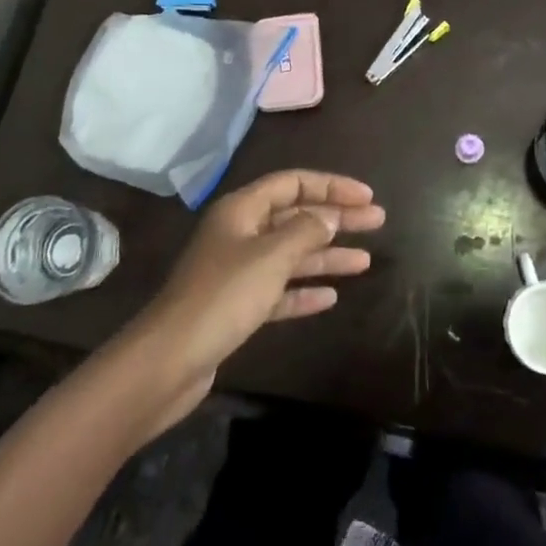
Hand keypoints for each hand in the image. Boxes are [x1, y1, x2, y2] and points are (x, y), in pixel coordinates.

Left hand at [123, 170, 384, 428]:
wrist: (169, 361)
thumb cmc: (222, 296)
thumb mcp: (271, 257)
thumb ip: (305, 231)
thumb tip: (329, 217)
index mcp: (242, 210)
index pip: (293, 183)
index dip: (332, 186)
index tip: (367, 196)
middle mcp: (240, 233)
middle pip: (296, 217)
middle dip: (336, 218)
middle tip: (377, 221)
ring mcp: (237, 271)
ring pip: (291, 254)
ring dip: (326, 255)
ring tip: (365, 261)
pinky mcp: (237, 306)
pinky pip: (279, 289)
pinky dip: (304, 290)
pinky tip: (330, 297)